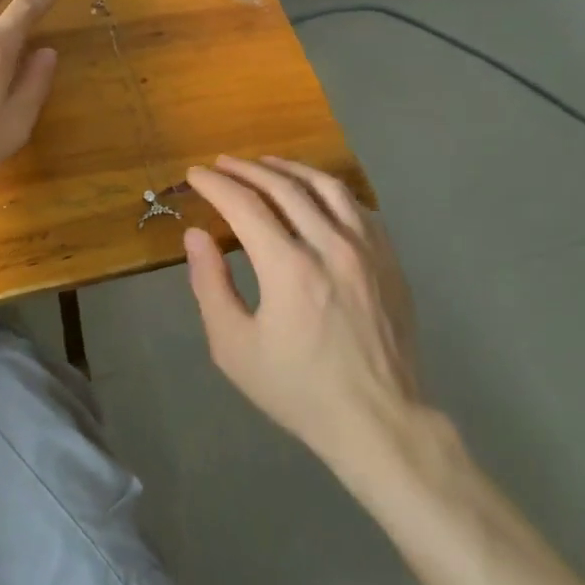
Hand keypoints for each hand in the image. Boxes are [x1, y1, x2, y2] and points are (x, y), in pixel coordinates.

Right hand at [184, 156, 422, 466]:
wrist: (379, 421)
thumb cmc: (298, 389)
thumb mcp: (234, 347)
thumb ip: (210, 285)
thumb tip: (196, 236)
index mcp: (289, 267)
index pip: (245, 205)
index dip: (215, 185)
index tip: (195, 175)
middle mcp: (331, 245)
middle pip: (284, 186)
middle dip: (246, 169)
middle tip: (222, 164)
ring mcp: (367, 249)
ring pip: (326, 187)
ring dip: (290, 169)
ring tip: (266, 163)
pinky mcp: (389, 260)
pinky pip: (358, 206)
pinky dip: (329, 189)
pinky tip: (315, 192)